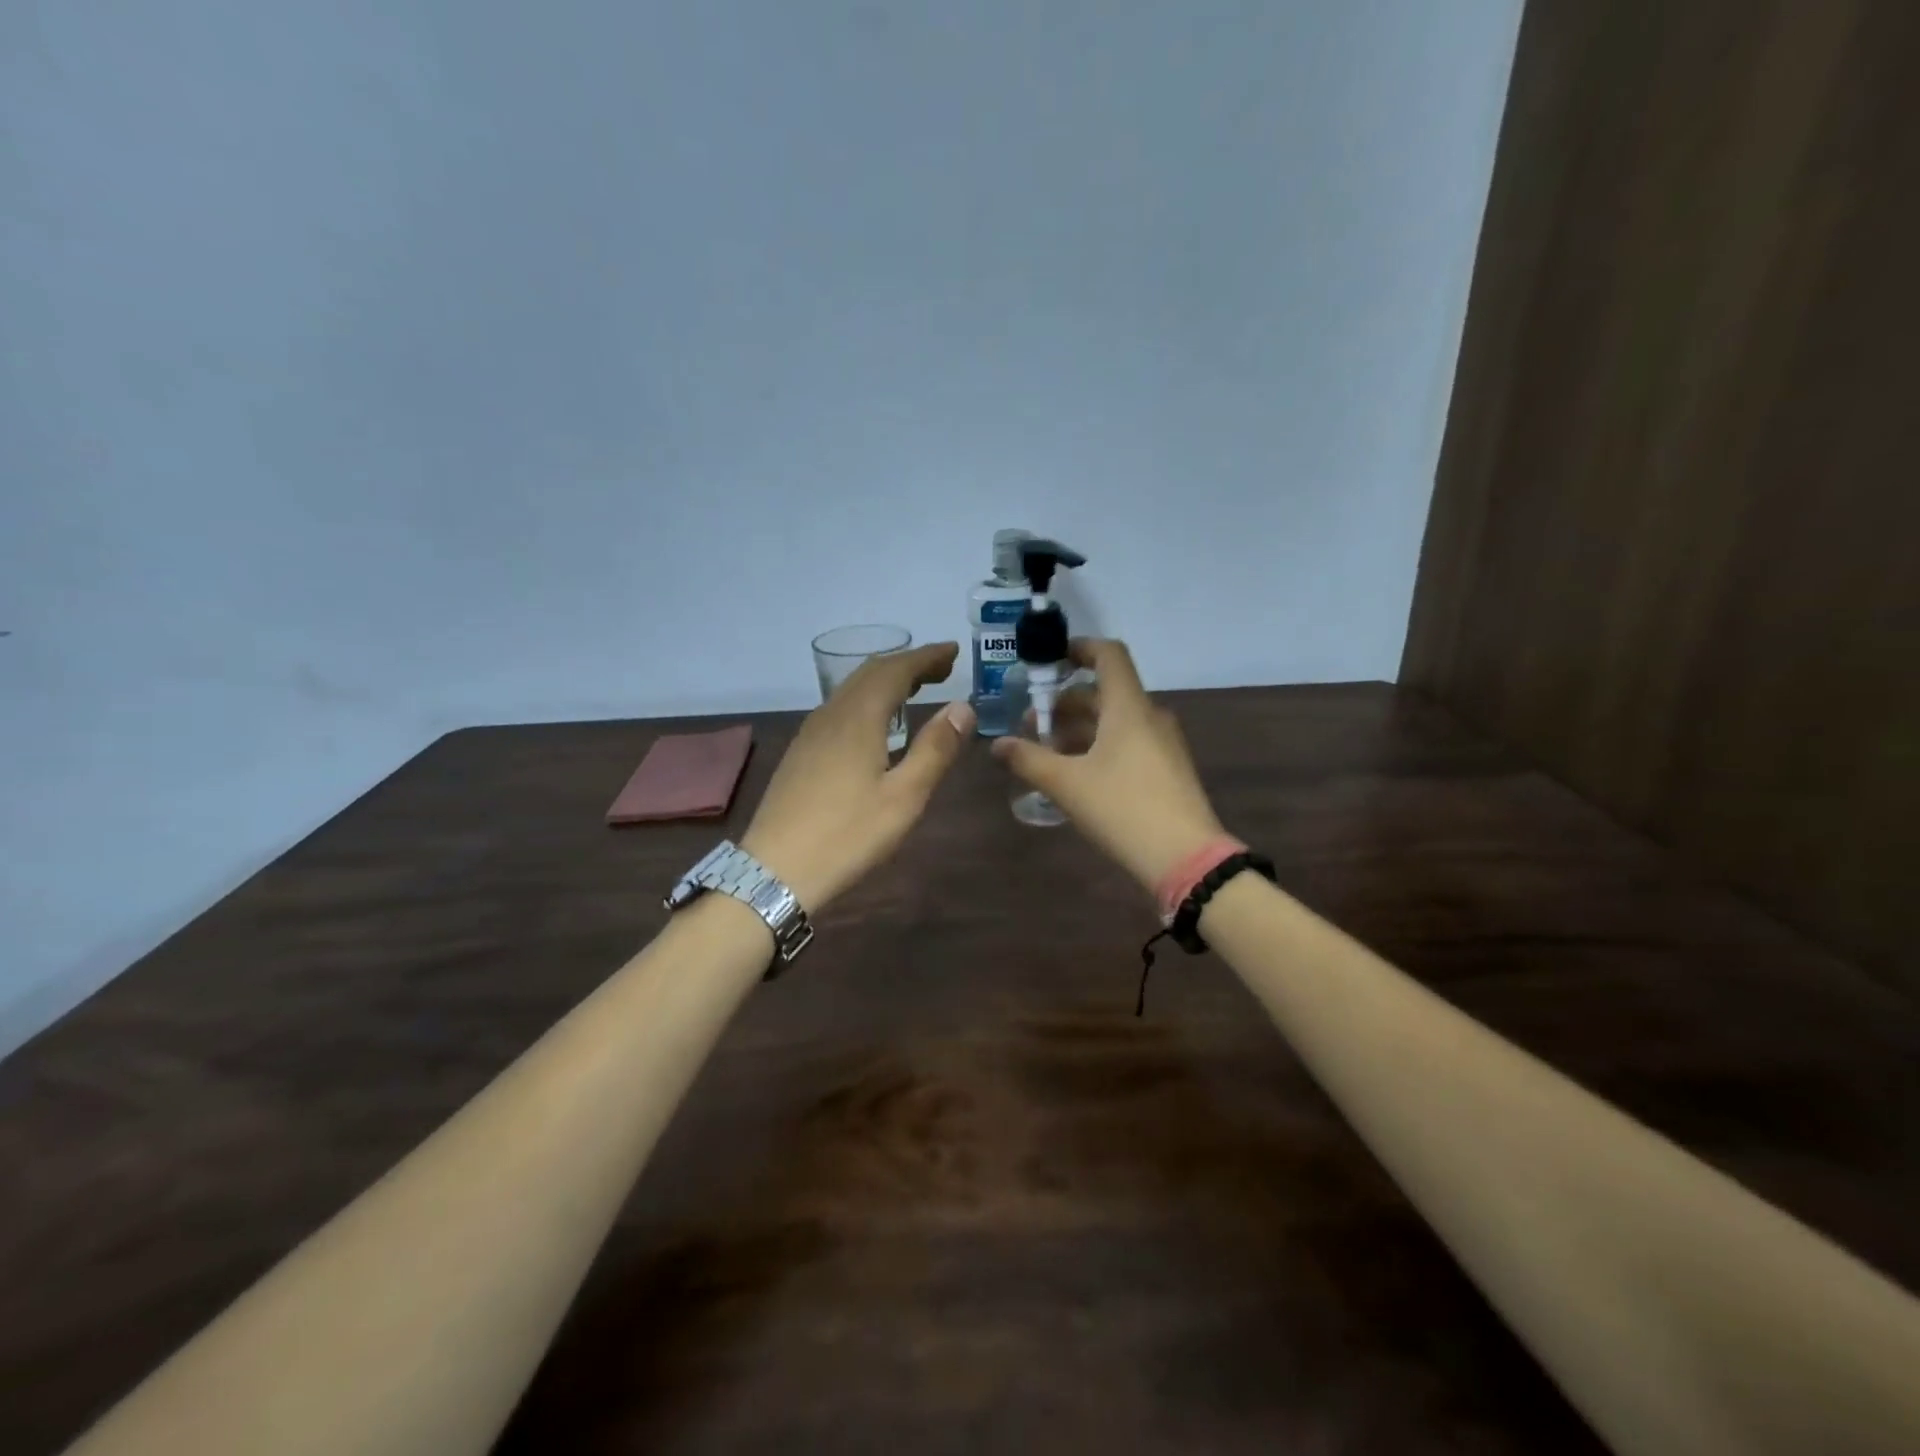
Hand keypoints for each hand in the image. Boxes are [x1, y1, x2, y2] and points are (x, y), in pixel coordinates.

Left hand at [742, 642, 973, 909]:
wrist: (774, 871)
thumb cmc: (847, 836)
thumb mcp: (904, 797)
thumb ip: (935, 749)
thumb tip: (963, 707)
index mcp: (858, 719)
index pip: (895, 669)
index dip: (926, 657)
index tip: (953, 652)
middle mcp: (831, 715)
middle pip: (870, 673)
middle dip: (907, 664)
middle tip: (942, 670)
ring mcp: (810, 734)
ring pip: (851, 690)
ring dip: (885, 682)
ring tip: (915, 690)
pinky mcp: (801, 754)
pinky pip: (839, 709)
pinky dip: (867, 701)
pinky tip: (875, 726)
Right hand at [993, 639, 1225, 892]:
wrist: (1186, 858)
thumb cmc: (1123, 808)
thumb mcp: (1066, 784)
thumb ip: (1028, 759)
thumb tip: (997, 744)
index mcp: (1129, 707)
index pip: (1109, 655)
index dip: (1078, 649)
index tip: (1048, 662)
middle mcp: (1149, 716)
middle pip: (1104, 693)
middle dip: (1063, 704)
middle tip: (1030, 726)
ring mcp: (1162, 744)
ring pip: (1114, 721)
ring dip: (1078, 729)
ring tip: (1046, 754)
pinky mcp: (1166, 770)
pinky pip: (1127, 743)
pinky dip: (1098, 747)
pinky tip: (1075, 776)